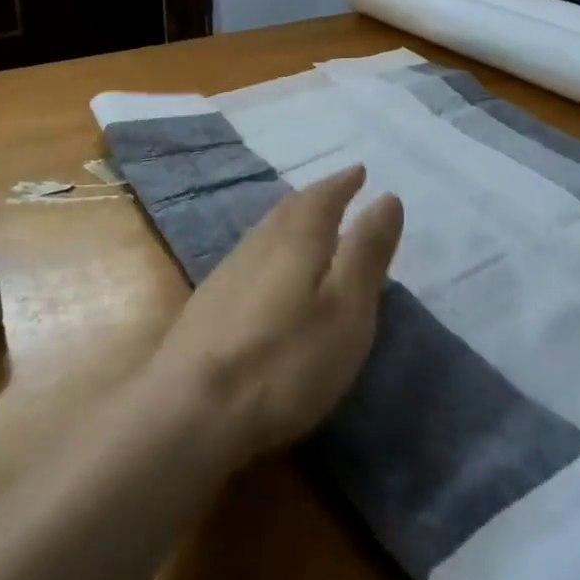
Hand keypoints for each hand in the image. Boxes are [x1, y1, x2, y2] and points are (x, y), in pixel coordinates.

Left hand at [143, 166, 403, 470]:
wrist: (192, 408)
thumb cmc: (285, 360)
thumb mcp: (346, 309)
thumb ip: (366, 252)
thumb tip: (387, 197)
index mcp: (297, 238)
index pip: (324, 197)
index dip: (343, 183)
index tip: (359, 171)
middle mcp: (260, 242)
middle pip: (291, 208)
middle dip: (317, 197)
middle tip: (336, 190)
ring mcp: (229, 271)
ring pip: (267, 230)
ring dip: (291, 219)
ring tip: (308, 222)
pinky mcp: (210, 302)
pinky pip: (251, 255)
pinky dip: (272, 247)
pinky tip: (269, 268)